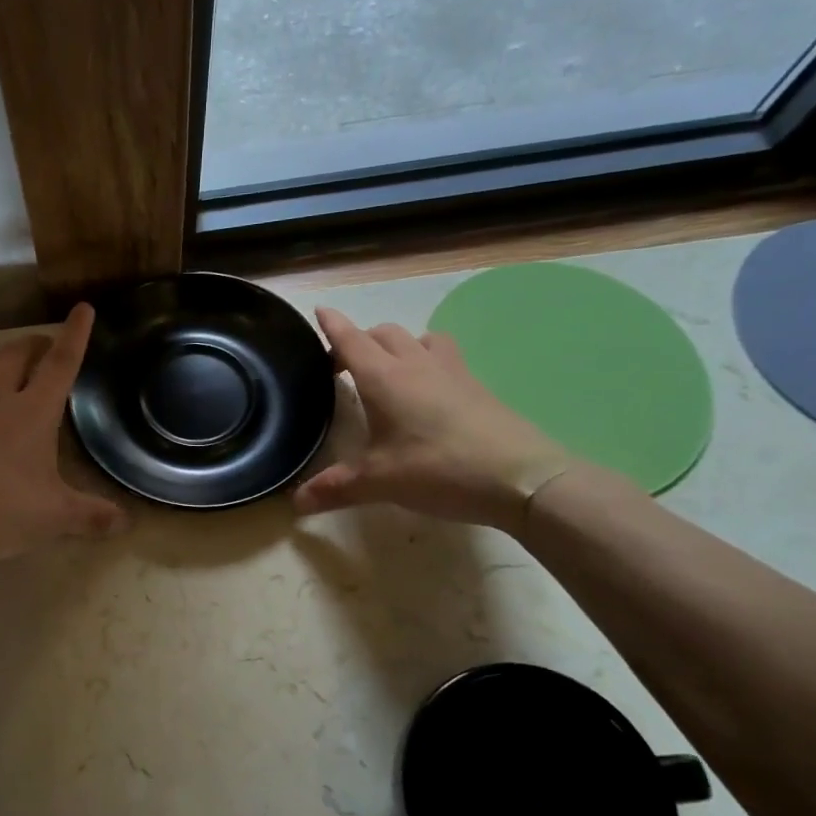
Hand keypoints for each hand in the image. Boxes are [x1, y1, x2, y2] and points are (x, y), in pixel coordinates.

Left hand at [0, 303, 126, 566]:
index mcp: (32, 415)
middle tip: (39, 342)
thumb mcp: (58, 517)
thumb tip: (127, 523)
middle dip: (30, 344)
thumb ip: (94, 516)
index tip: (82, 308)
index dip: (74, 336)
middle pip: (13, 358)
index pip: (61, 367)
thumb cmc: (5, 516)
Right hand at [293, 306, 574, 531]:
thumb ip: (334, 488)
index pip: (351, 340)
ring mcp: (452, 372)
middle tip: (344, 367)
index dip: (332, 325)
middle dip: (360, 340)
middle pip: (383, 333)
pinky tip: (428, 391)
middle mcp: (415, 365)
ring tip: (390, 371)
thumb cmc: (438, 470)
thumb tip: (294, 503)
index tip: (320, 311)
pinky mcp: (477, 386)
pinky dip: (427, 360)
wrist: (521, 478)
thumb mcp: (378, 482)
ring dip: (398, 345)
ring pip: (418, 338)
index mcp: (383, 378)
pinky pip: (444, 356)